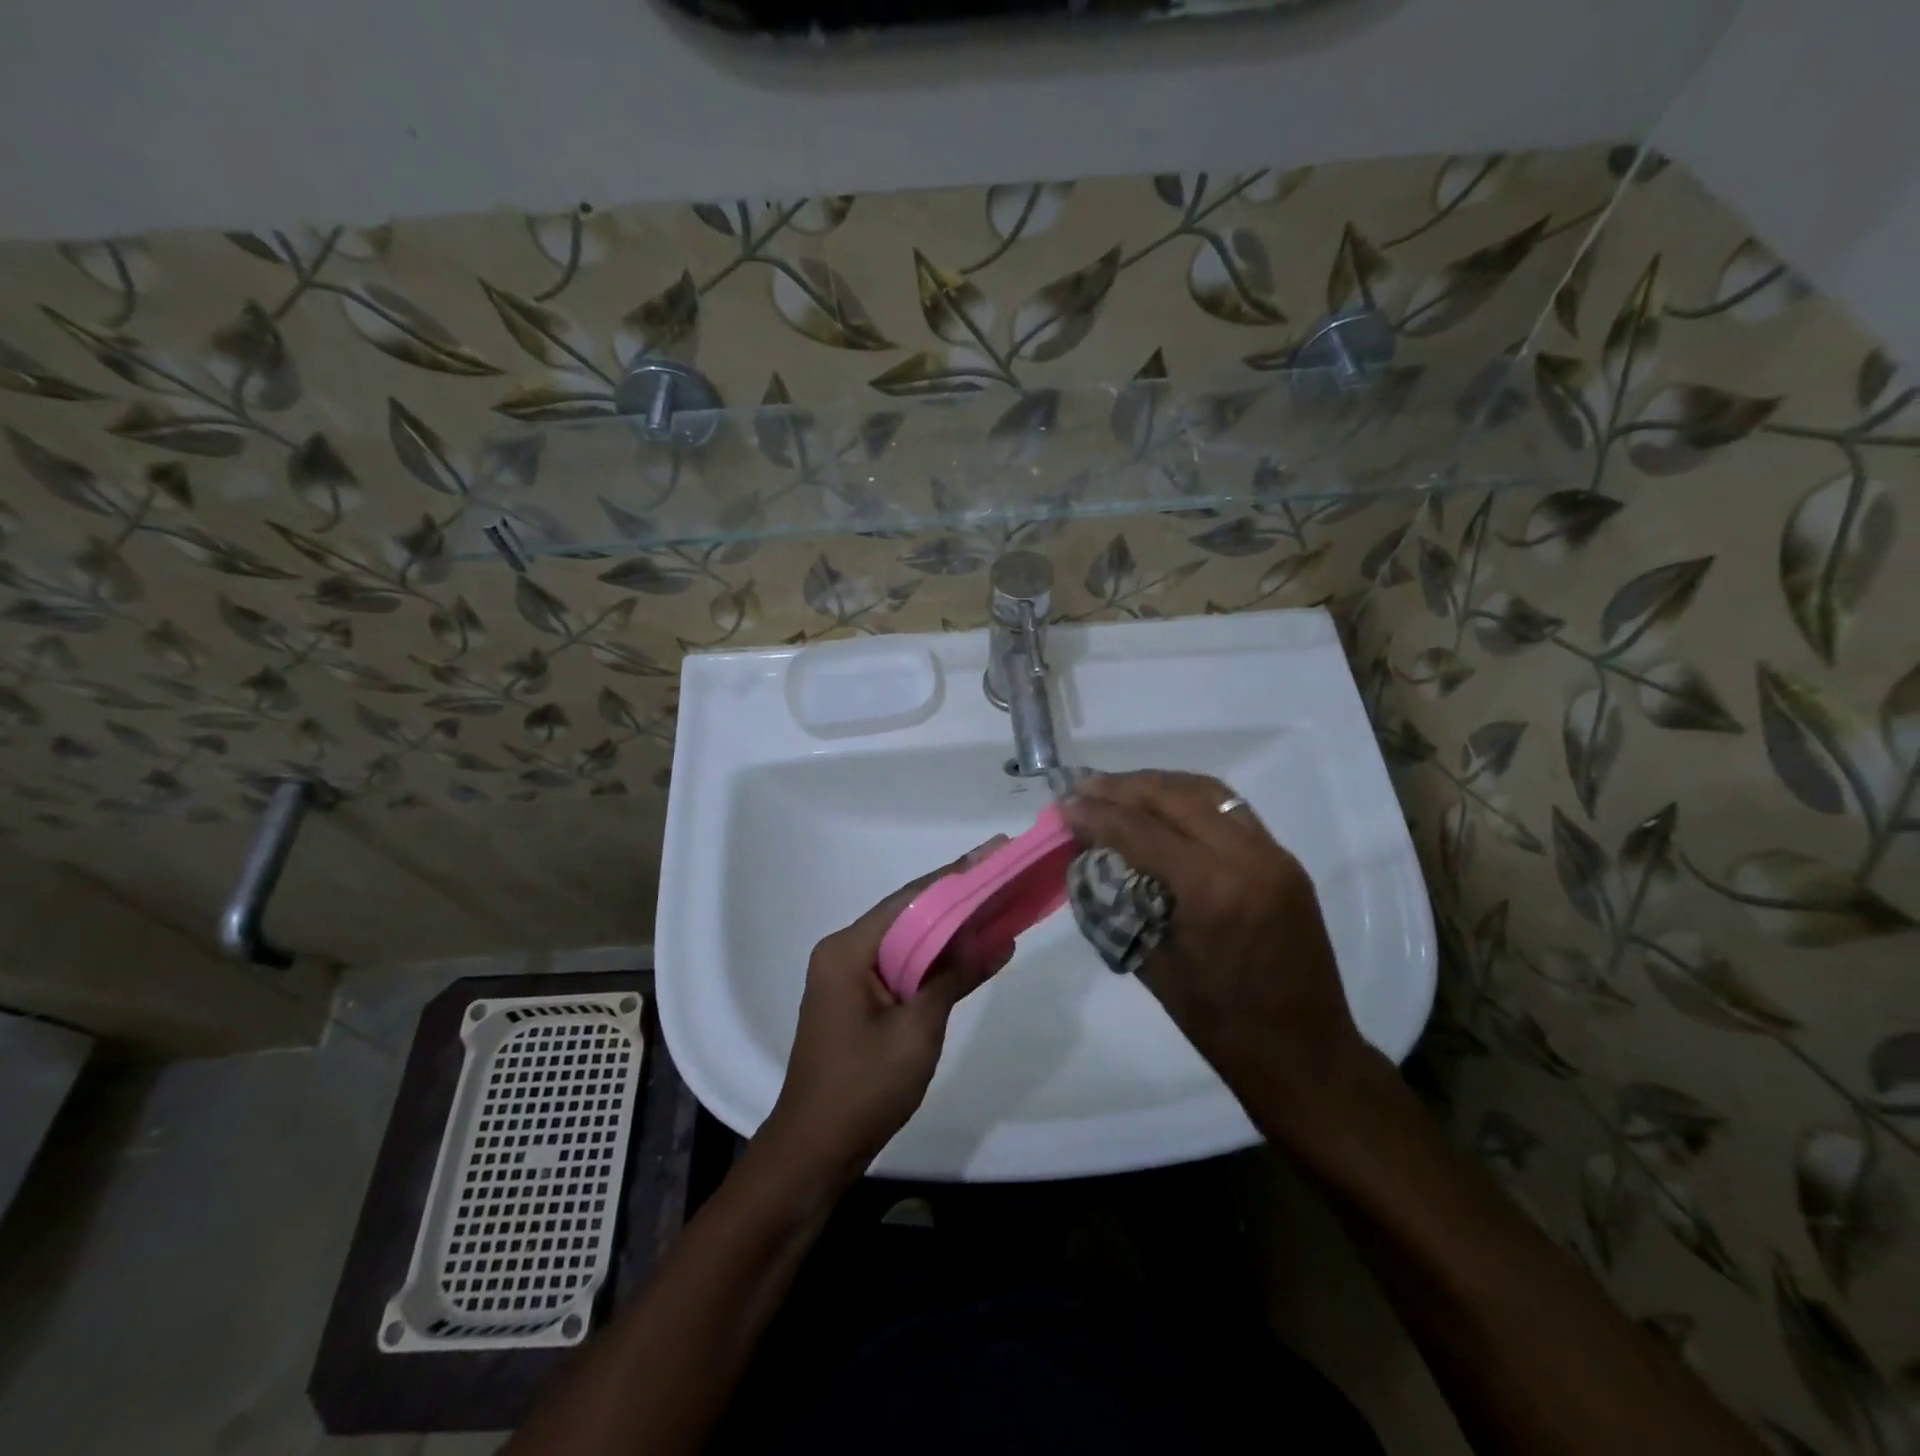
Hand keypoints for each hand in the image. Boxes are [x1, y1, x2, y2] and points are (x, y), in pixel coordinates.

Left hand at [761, 840, 1011, 1186]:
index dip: (956, 875)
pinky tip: (971, 950)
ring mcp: (850, 977)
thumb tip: (999, 938)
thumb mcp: (918, 1029)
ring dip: (950, 929)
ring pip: (908, 940)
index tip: (995, 852)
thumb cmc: (863, 1088)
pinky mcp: (860, 1000)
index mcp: (848, 949)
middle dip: (957, 897)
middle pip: (909, 914)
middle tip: (1003, 874)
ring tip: (997, 904)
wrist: (815, 1152)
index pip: (910, 899)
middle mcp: (845, 952)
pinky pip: (903, 965)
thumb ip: (955, 976)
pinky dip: (936, 959)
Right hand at [1060, 771, 1373, 1131]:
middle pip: (1175, 796)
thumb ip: (1120, 903)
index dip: (1097, 813)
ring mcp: (1274, 855)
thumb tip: (1088, 859)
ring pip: (1208, 792)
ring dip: (1158, 785)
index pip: (1142, 830)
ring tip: (1118, 789)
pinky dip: (1190, 800)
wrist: (1306, 1056)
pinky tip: (1163, 808)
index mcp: (1212, 891)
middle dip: (1123, 787)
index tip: (1062, 805)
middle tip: (1084, 787)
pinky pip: (1231, 811)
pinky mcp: (1285, 861)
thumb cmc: (1221, 1025)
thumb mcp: (1154, 966)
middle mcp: (1248, 858)